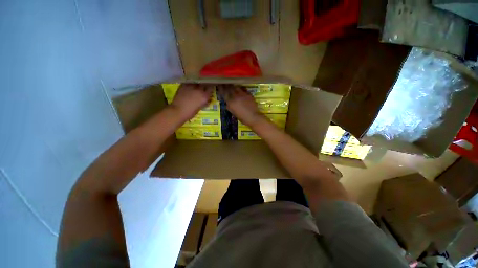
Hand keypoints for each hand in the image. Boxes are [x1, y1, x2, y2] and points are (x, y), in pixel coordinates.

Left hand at [171, 84, 213, 119]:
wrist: (178, 111)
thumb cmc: (191, 112)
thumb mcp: (200, 107)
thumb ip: (204, 101)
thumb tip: (206, 98)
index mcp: (204, 96)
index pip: (210, 88)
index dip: (210, 88)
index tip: (210, 88)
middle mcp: (199, 90)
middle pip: (204, 83)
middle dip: (204, 84)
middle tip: (203, 86)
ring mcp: (191, 86)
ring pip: (196, 82)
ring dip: (197, 83)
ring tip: (197, 85)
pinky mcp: (184, 85)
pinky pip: (189, 82)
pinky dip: (190, 84)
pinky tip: (190, 86)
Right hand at [218, 84, 264, 126]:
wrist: (253, 117)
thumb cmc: (242, 117)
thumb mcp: (233, 113)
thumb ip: (229, 106)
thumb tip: (227, 102)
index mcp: (230, 102)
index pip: (224, 93)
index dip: (221, 88)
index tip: (219, 85)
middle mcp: (235, 96)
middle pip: (229, 88)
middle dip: (226, 85)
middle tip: (224, 83)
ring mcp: (242, 94)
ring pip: (236, 87)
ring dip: (233, 85)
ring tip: (231, 84)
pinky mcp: (248, 94)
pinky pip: (243, 89)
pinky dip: (240, 88)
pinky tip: (239, 88)